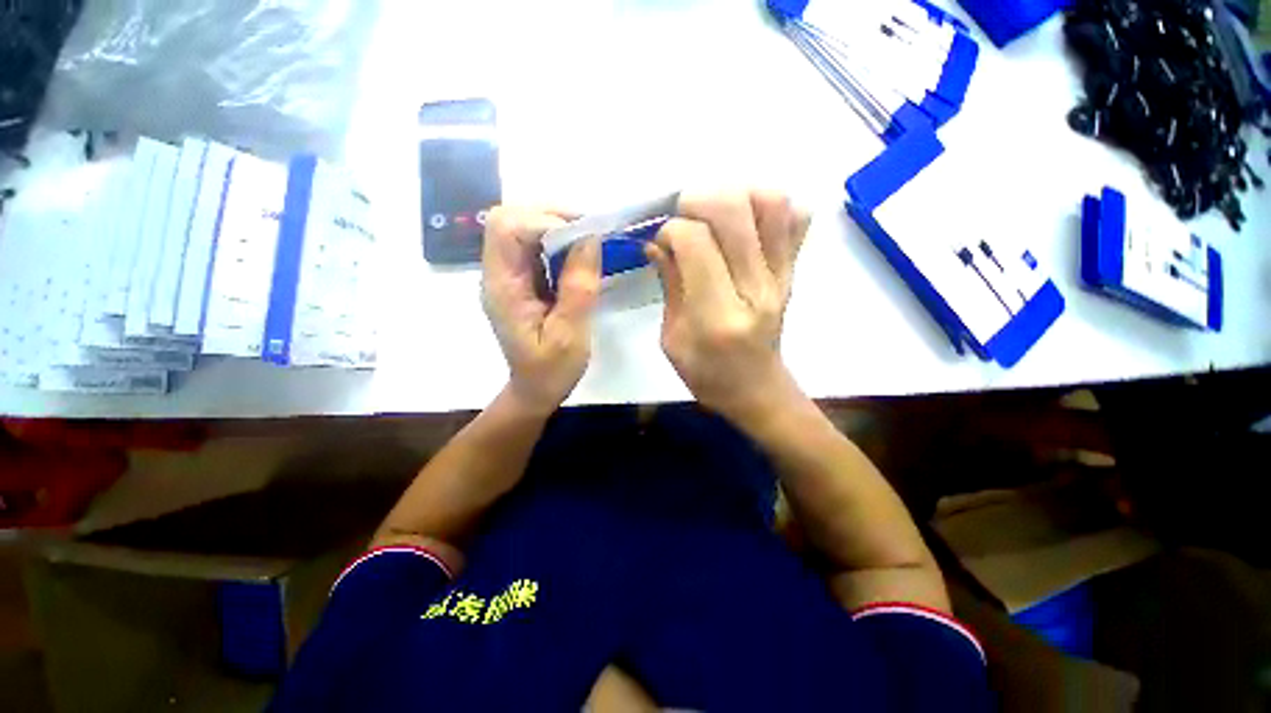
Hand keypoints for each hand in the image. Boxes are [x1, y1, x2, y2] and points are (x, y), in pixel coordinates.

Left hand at [482, 207, 600, 415]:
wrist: (535, 389)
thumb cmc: (551, 370)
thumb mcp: (570, 334)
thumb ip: (579, 287)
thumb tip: (590, 240)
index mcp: (503, 287)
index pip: (509, 229)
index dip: (547, 222)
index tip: (586, 236)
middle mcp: (498, 274)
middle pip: (509, 218)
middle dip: (550, 215)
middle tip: (588, 231)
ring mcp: (507, 275)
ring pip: (520, 226)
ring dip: (555, 224)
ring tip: (587, 239)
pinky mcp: (520, 280)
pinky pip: (532, 244)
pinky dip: (557, 239)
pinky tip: (577, 253)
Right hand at [645, 190, 810, 426]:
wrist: (758, 390)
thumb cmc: (707, 374)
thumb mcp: (672, 339)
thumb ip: (669, 285)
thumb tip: (657, 242)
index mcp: (717, 315)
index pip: (696, 242)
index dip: (672, 230)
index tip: (662, 242)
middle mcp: (756, 289)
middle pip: (734, 210)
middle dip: (698, 201)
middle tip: (684, 218)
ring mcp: (782, 277)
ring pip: (771, 203)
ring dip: (736, 195)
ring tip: (715, 216)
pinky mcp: (794, 271)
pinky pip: (798, 218)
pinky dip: (771, 207)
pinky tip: (745, 223)